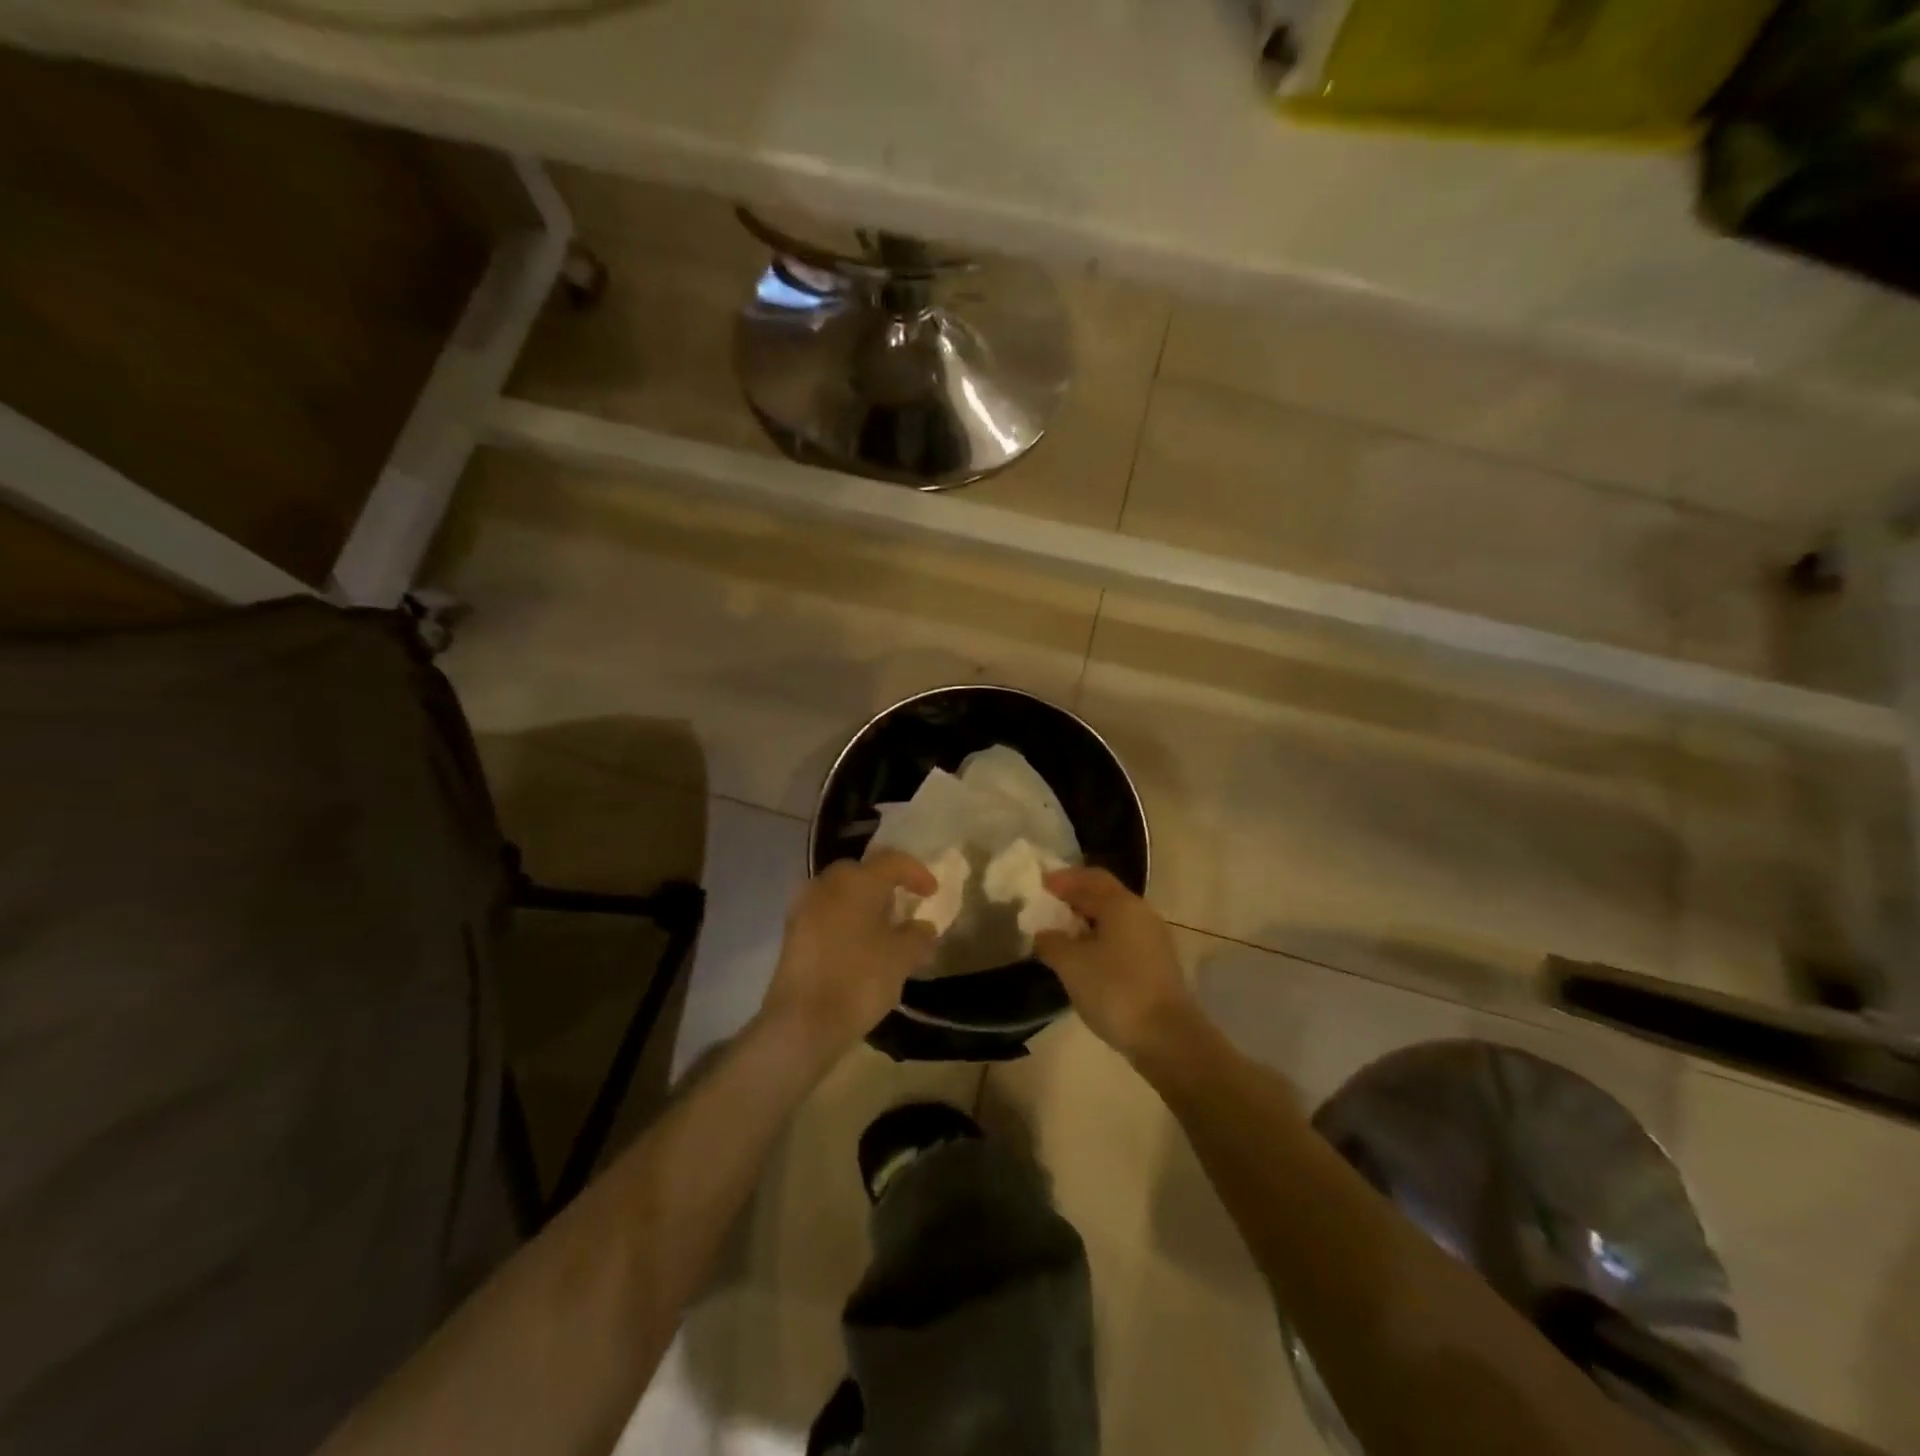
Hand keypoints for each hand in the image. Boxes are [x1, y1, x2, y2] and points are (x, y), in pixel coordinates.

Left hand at [758, 852, 938, 1059]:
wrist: (802, 1022)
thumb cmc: (859, 979)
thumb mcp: (902, 958)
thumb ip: (918, 936)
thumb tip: (922, 927)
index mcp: (856, 880)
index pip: (892, 861)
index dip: (917, 873)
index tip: (933, 892)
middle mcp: (826, 884)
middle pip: (862, 873)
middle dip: (885, 886)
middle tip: (904, 907)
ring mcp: (804, 908)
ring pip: (841, 894)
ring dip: (863, 904)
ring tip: (883, 930)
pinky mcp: (791, 933)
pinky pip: (826, 914)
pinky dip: (845, 921)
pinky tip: (858, 947)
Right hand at [1035, 867, 1200, 1061]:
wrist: (1167, 1037)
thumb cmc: (1115, 990)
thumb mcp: (1071, 964)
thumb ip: (1051, 942)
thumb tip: (1043, 933)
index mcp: (1121, 904)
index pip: (1090, 877)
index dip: (1063, 878)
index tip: (1039, 882)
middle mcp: (1141, 913)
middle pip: (1104, 894)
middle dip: (1075, 896)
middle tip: (1047, 905)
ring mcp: (1153, 939)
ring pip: (1114, 918)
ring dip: (1087, 919)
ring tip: (1061, 932)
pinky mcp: (1157, 963)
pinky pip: (1122, 938)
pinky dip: (1100, 938)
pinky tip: (1085, 956)